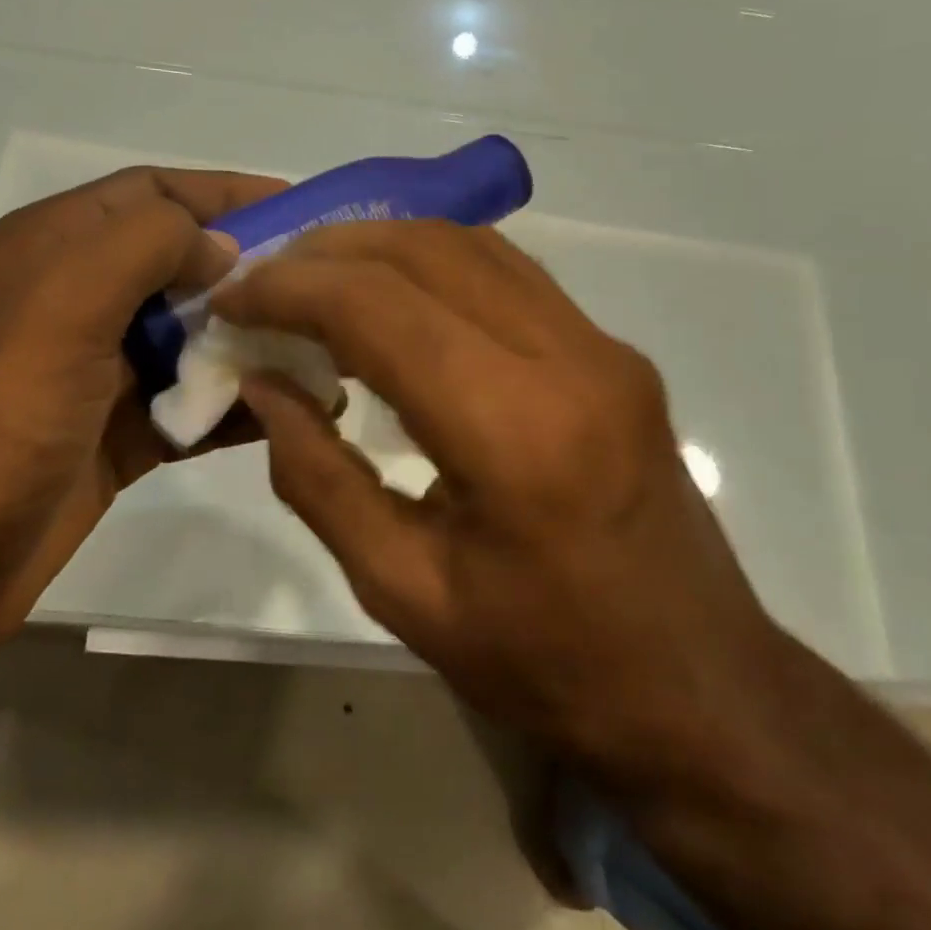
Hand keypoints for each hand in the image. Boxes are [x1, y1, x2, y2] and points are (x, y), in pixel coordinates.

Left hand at [0, 166, 284, 672]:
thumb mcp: (63, 301)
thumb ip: (147, 247)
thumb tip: (220, 248)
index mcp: (56, 249)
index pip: (154, 194)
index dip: (226, 192)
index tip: (302, 208)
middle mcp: (78, 300)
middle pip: (182, 265)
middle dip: (252, 270)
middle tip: (328, 287)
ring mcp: (98, 373)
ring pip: (193, 338)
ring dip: (253, 340)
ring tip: (327, 350)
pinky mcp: (118, 436)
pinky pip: (191, 405)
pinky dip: (237, 404)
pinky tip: (294, 411)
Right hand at [211, 220, 795, 794]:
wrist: (697, 685)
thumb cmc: (544, 662)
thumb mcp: (403, 592)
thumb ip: (318, 479)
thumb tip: (264, 387)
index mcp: (514, 433)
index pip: (380, 310)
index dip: (291, 290)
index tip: (233, 300)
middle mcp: (568, 360)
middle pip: (426, 251)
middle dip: (328, 251)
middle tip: (265, 281)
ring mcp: (602, 346)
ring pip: (471, 245)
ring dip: (381, 245)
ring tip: (315, 279)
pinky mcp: (614, 351)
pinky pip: (508, 273)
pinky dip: (433, 263)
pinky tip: (392, 296)